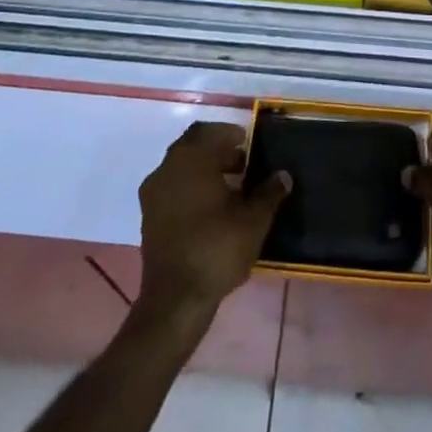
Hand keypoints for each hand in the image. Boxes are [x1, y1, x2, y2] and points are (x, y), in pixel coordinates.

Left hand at [137, 122, 289, 321]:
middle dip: (217, 150)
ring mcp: (153, 193)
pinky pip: (172, 188)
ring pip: (180, 167)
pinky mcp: (148, 217)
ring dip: (203, 169)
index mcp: (191, 159)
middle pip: (192, 146)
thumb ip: (269, 193)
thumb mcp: (253, 220)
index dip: (230, 134)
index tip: (248, 145)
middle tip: (242, 164)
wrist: (175, 300)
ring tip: (230, 188)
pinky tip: (210, 208)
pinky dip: (190, 188)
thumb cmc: (216, 249)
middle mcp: (167, 168)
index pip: (209, 131)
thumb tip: (283, 175)